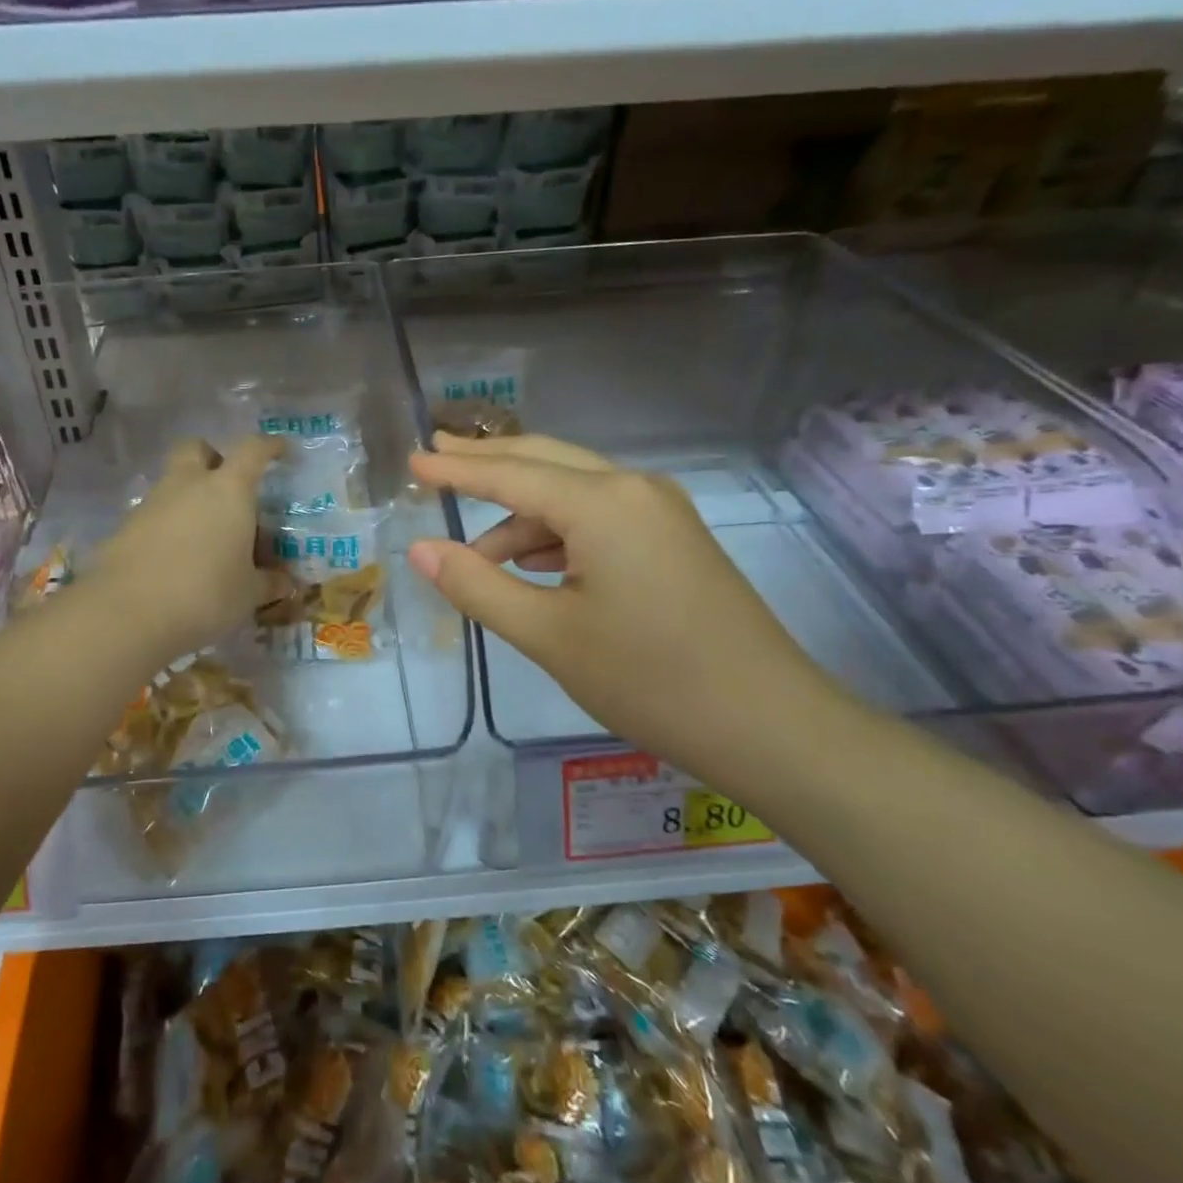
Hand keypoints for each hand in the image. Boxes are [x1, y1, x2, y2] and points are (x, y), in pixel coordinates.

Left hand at [87, 437, 283, 665]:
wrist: (128, 614)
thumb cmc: (206, 594)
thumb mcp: (248, 593)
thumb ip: (268, 582)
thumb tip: (284, 582)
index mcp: (228, 490)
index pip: (252, 451)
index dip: (268, 446)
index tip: (279, 449)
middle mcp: (188, 485)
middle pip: (197, 449)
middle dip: (212, 458)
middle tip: (227, 487)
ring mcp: (152, 504)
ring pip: (172, 483)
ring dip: (189, 497)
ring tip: (205, 536)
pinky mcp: (125, 528)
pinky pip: (153, 515)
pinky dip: (167, 527)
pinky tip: (176, 559)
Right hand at [407, 433, 840, 780]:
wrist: (770, 725)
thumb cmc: (649, 679)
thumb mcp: (547, 634)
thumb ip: (477, 585)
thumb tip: (419, 548)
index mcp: (601, 503)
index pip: (509, 474)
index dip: (455, 470)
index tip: (412, 462)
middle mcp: (633, 489)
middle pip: (544, 461)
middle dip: (487, 463)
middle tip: (436, 458)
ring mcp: (661, 512)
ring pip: (573, 493)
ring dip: (522, 515)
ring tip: (477, 553)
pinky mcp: (674, 539)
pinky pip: (600, 517)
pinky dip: (557, 532)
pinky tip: (535, 564)